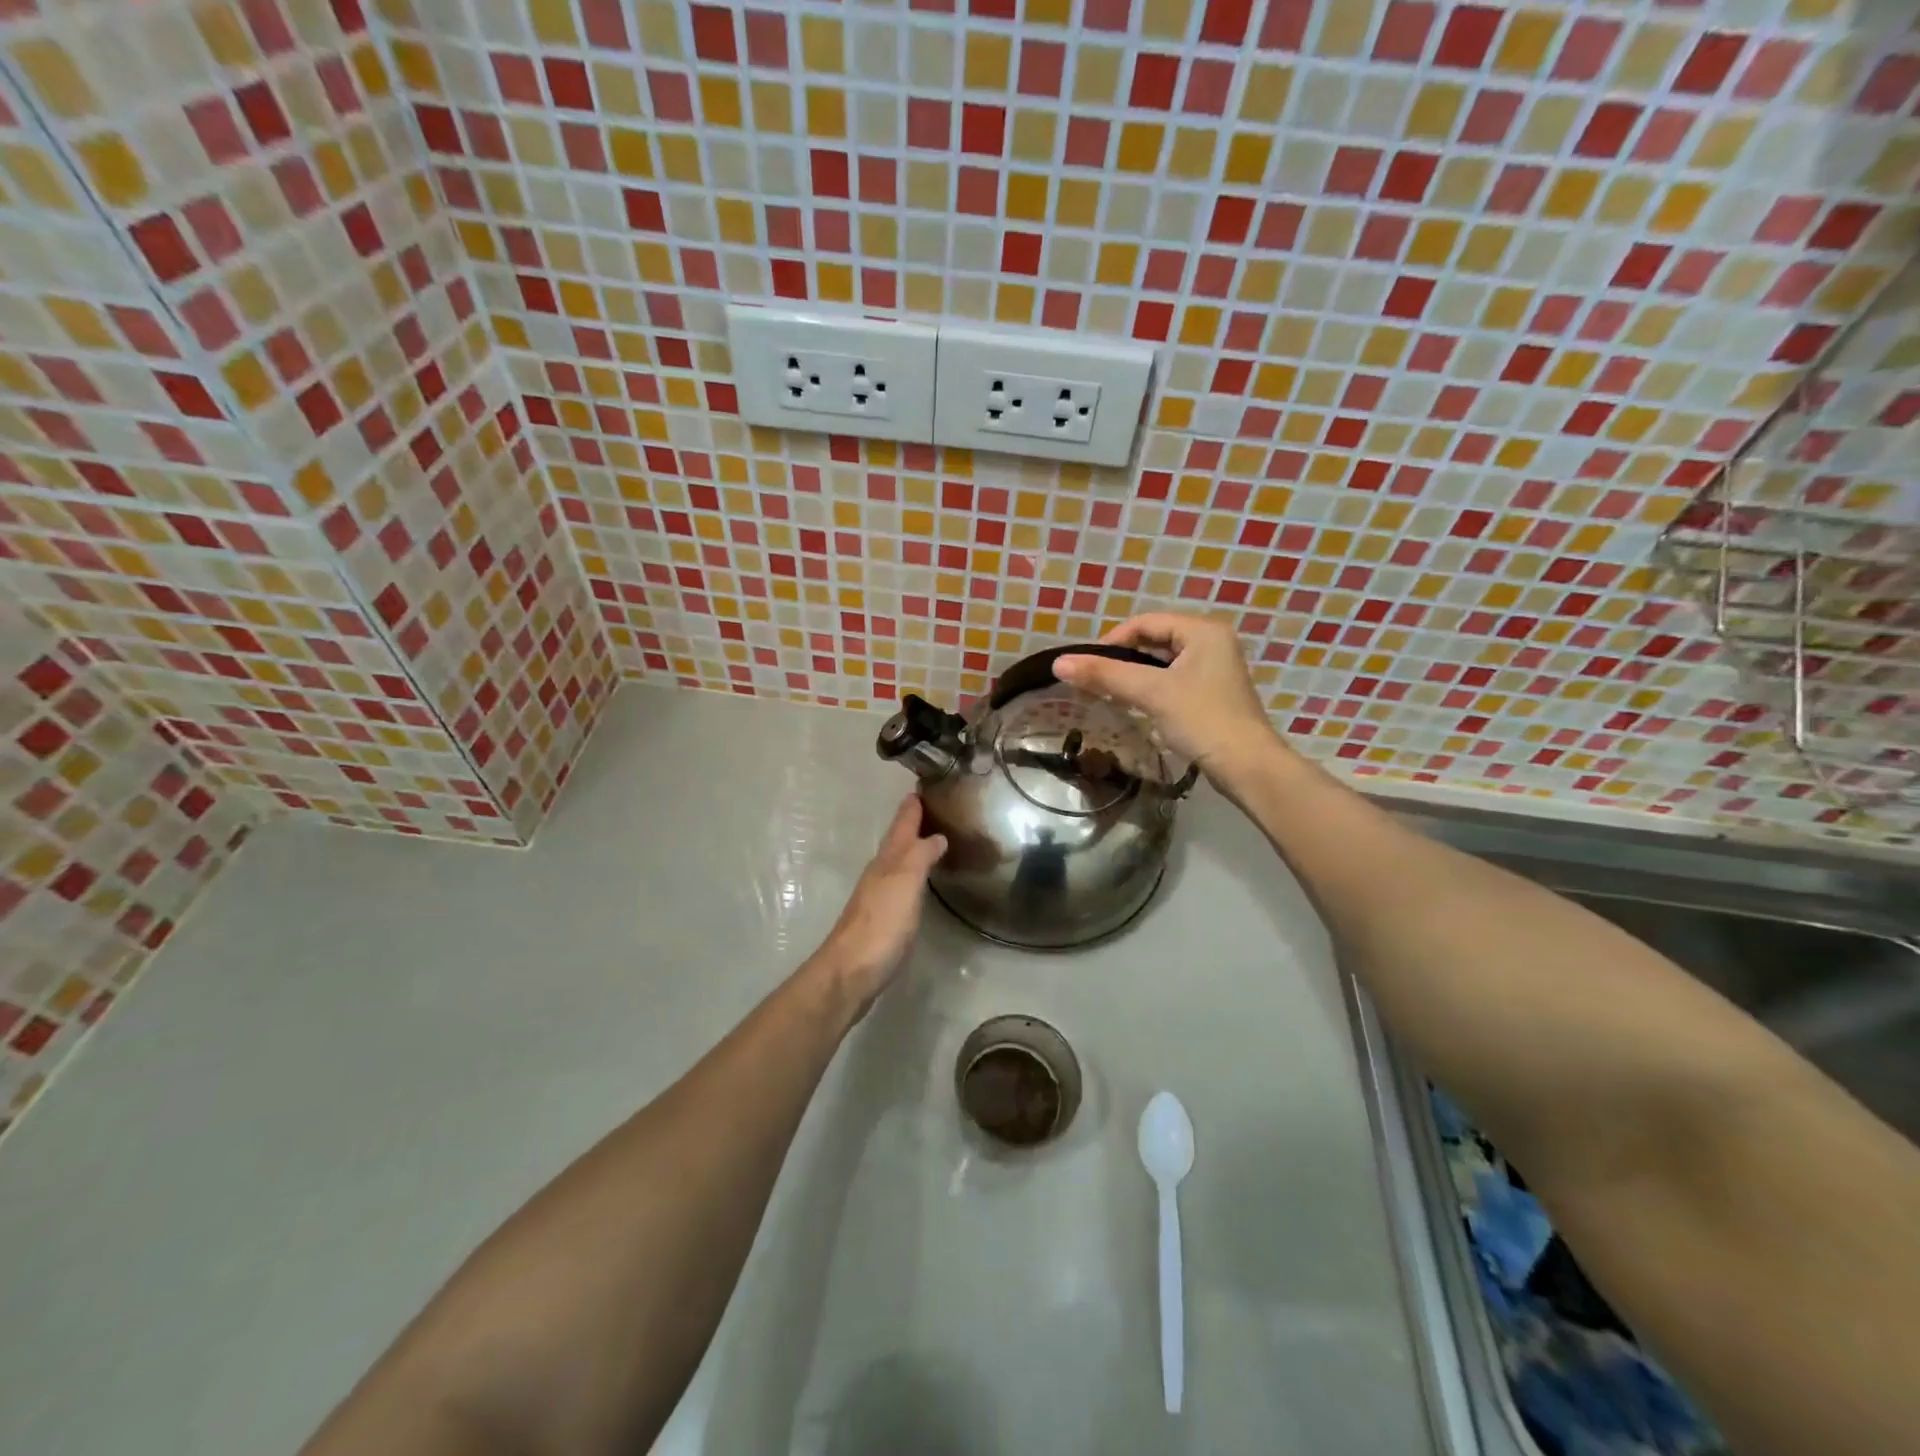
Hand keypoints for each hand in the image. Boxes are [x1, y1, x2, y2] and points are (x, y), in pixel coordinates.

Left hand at [810, 795, 947, 1016]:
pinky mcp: (882, 920)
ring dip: (912, 847)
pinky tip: (919, 881)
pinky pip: (900, 884)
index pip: (901, 824)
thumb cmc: (880, 924)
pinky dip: (912, 873)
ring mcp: (878, 896)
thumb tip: (936, 835)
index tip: (923, 786)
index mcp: (887, 860)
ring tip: (931, 837)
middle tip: (931, 806)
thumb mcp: (904, 882)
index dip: (912, 806)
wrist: (850, 972)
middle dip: (912, 822)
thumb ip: (920, 856)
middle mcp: (880, 873)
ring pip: (898, 861)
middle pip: (897, 840)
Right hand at [1054, 613, 1280, 779]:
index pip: (1145, 622)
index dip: (1111, 640)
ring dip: (1133, 676)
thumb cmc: (1202, 720)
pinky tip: (1133, 706)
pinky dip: (1150, 689)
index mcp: (1203, 630)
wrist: (1247, 767)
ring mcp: (1214, 669)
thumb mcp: (1151, 692)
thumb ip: (1105, 675)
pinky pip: (1172, 681)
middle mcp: (1211, 642)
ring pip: (1161, 663)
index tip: (1086, 666)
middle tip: (1094, 681)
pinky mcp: (1211, 694)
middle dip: (1121, 659)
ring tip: (1107, 694)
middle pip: (1153, 640)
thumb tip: (1059, 663)